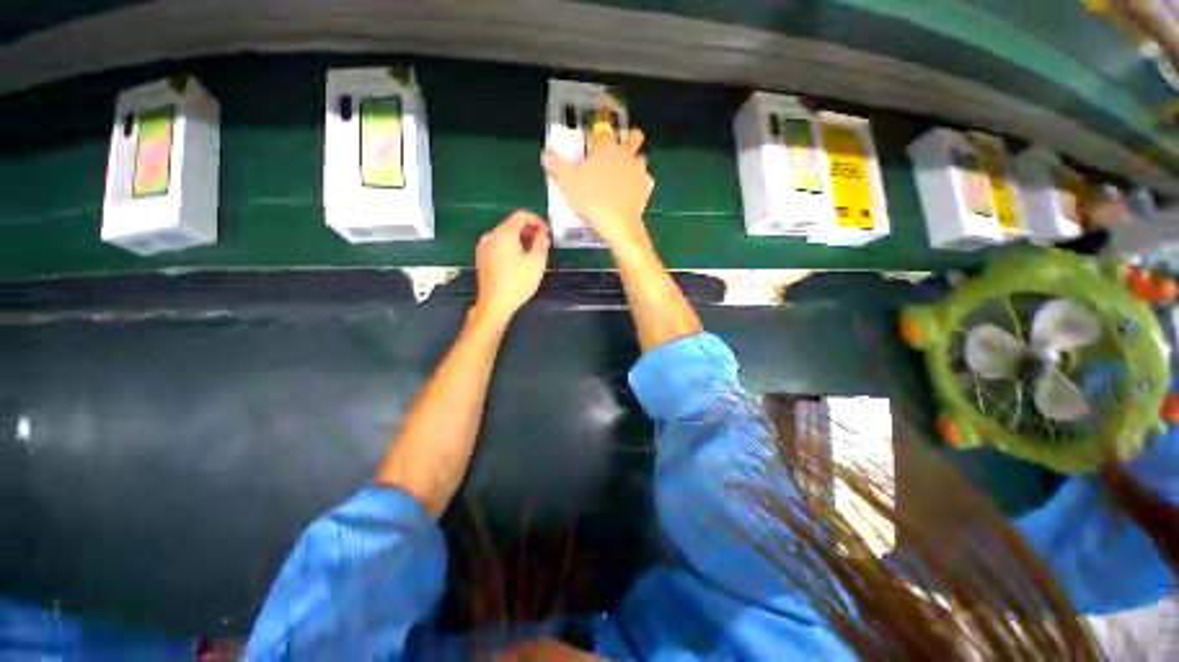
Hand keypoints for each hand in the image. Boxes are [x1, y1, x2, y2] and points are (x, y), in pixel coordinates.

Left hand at [474, 210, 550, 322]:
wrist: (495, 304)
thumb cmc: (518, 282)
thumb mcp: (537, 262)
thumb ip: (541, 241)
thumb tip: (542, 231)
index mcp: (503, 233)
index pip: (521, 215)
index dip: (537, 220)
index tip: (547, 232)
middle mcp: (491, 235)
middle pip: (512, 224)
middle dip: (529, 231)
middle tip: (543, 244)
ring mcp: (484, 247)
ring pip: (505, 235)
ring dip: (521, 239)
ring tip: (533, 253)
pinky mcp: (482, 258)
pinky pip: (499, 245)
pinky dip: (511, 247)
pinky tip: (519, 261)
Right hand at [542, 123, 653, 251]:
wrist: (616, 222)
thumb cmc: (590, 198)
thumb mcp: (566, 182)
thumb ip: (555, 165)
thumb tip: (546, 154)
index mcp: (605, 148)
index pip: (603, 131)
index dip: (598, 136)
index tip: (593, 145)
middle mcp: (625, 154)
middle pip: (635, 136)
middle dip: (630, 140)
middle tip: (619, 153)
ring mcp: (639, 170)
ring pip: (641, 159)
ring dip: (635, 164)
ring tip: (624, 178)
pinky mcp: (647, 187)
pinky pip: (645, 181)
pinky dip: (639, 186)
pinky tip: (631, 195)